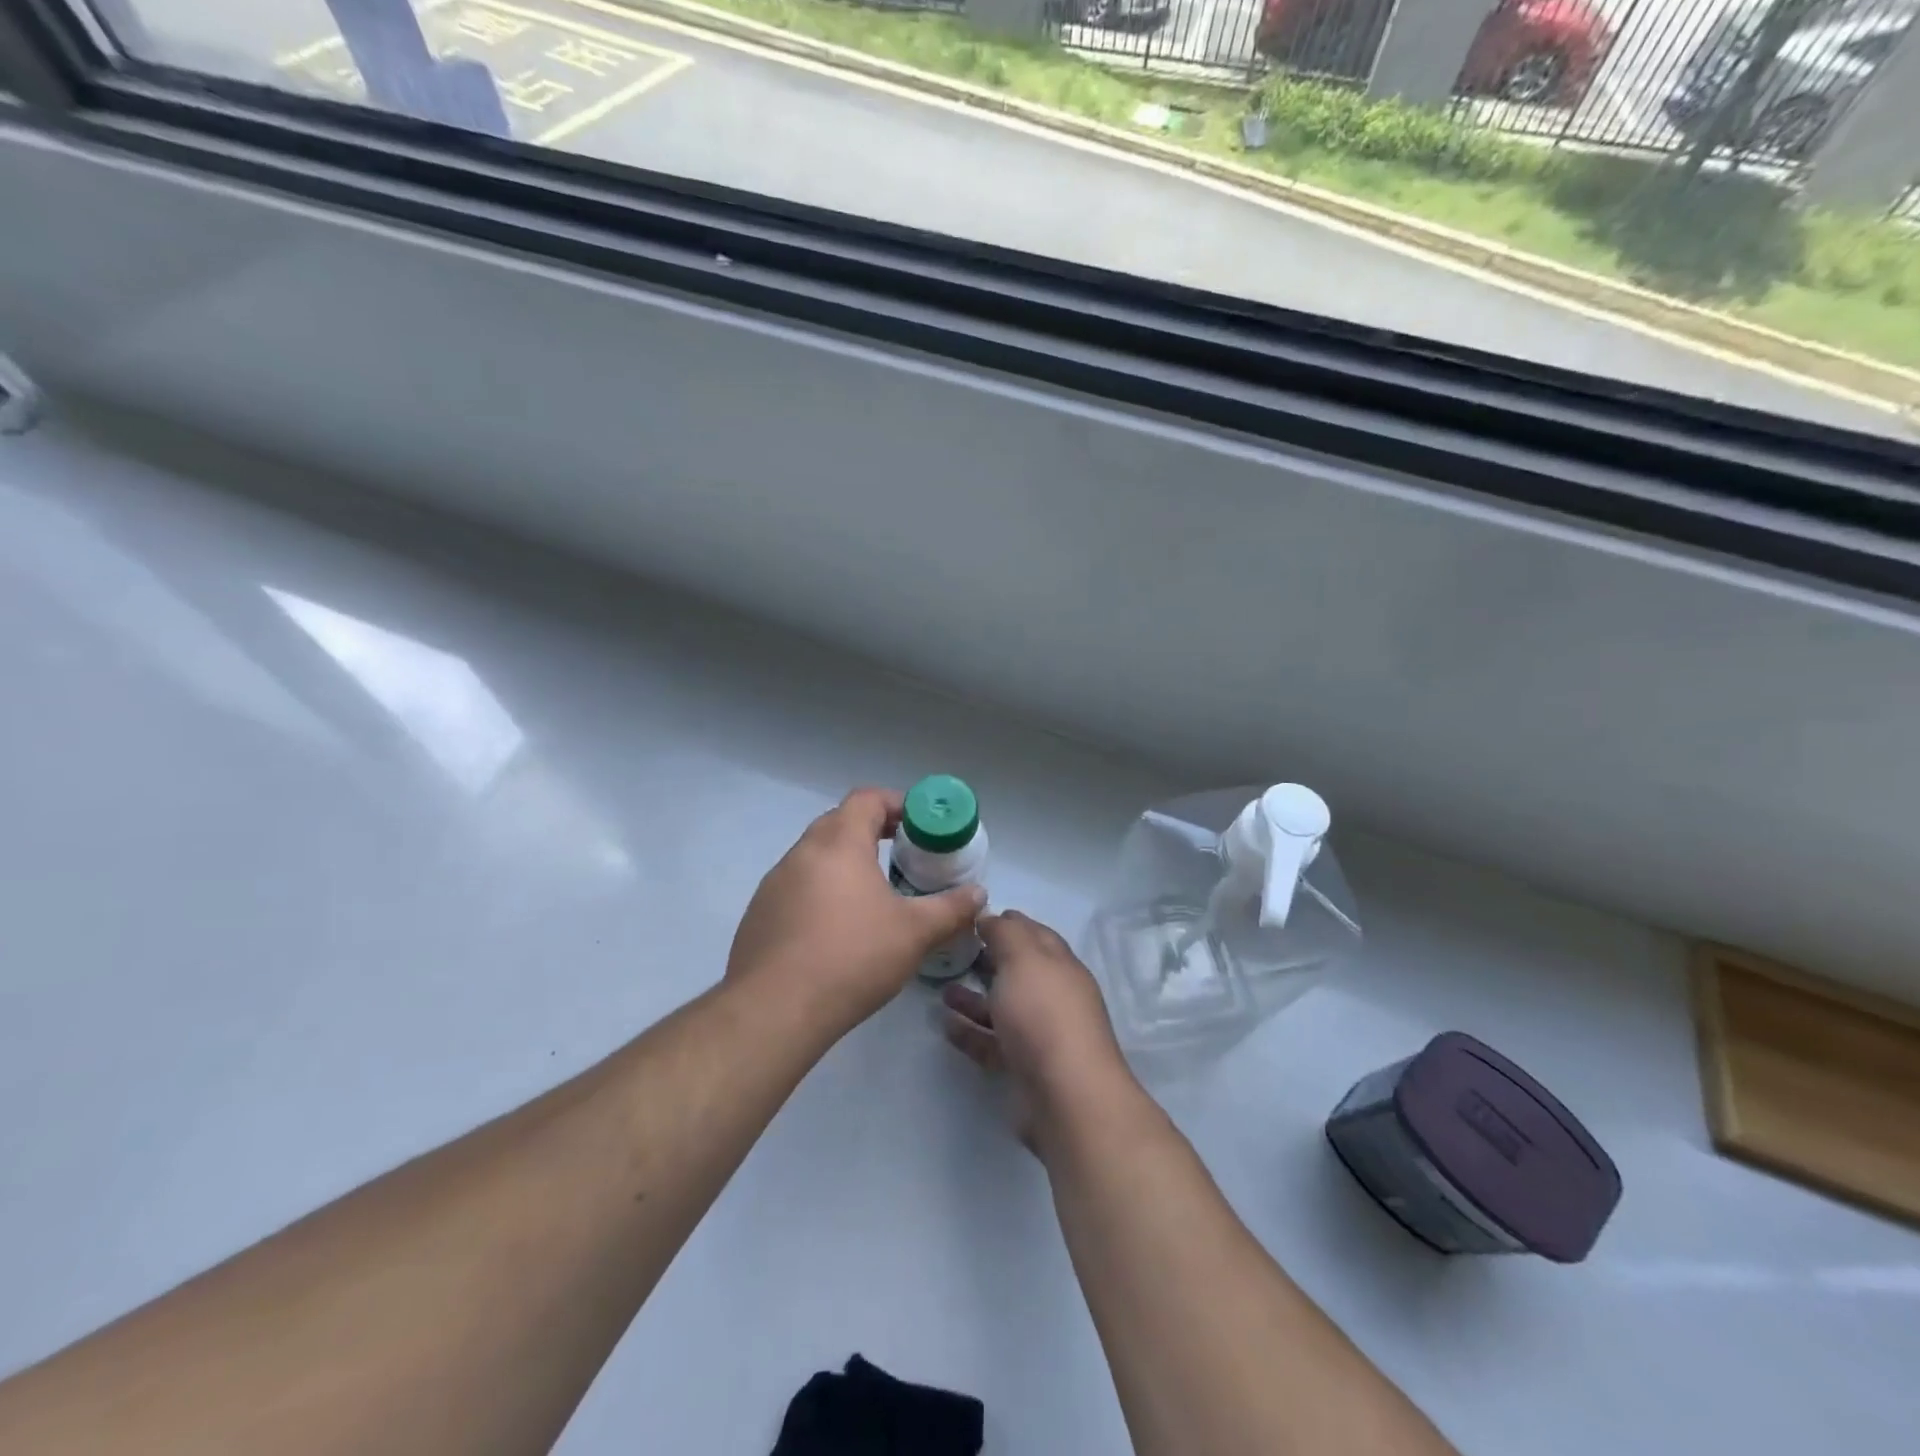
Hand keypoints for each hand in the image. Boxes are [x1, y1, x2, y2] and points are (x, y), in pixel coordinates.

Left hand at [727, 787, 986, 1032]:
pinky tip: (836, 929)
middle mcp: (802, 853)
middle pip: (839, 822)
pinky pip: (796, 887)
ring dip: (844, 863)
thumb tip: (979, 894)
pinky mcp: (759, 914)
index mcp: (839, 843)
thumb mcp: (915, 933)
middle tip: (902, 855)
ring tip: (872, 895)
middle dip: (872, 831)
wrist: (774, 1010)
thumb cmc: (852, 957)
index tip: (919, 825)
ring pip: (815, 856)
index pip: (867, 799)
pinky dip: (820, 892)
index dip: (896, 804)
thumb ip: (951, 909)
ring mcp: (774, 883)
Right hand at [941, 910, 1133, 1148]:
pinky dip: (970, 1032)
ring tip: (941, 989)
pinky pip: (992, 1043)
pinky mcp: (1023, 1068)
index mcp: (1060, 965)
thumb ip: (1005, 933)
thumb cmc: (1044, 1014)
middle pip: (1018, 971)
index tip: (974, 917)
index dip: (1008, 922)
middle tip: (952, 951)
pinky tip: (944, 1025)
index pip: (1034, 934)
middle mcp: (1053, 997)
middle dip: (989, 959)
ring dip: (974, 997)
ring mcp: (1040, 1035)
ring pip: (1003, 1008)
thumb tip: (991, 916)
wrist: (1066, 1098)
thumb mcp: (1023, 958)